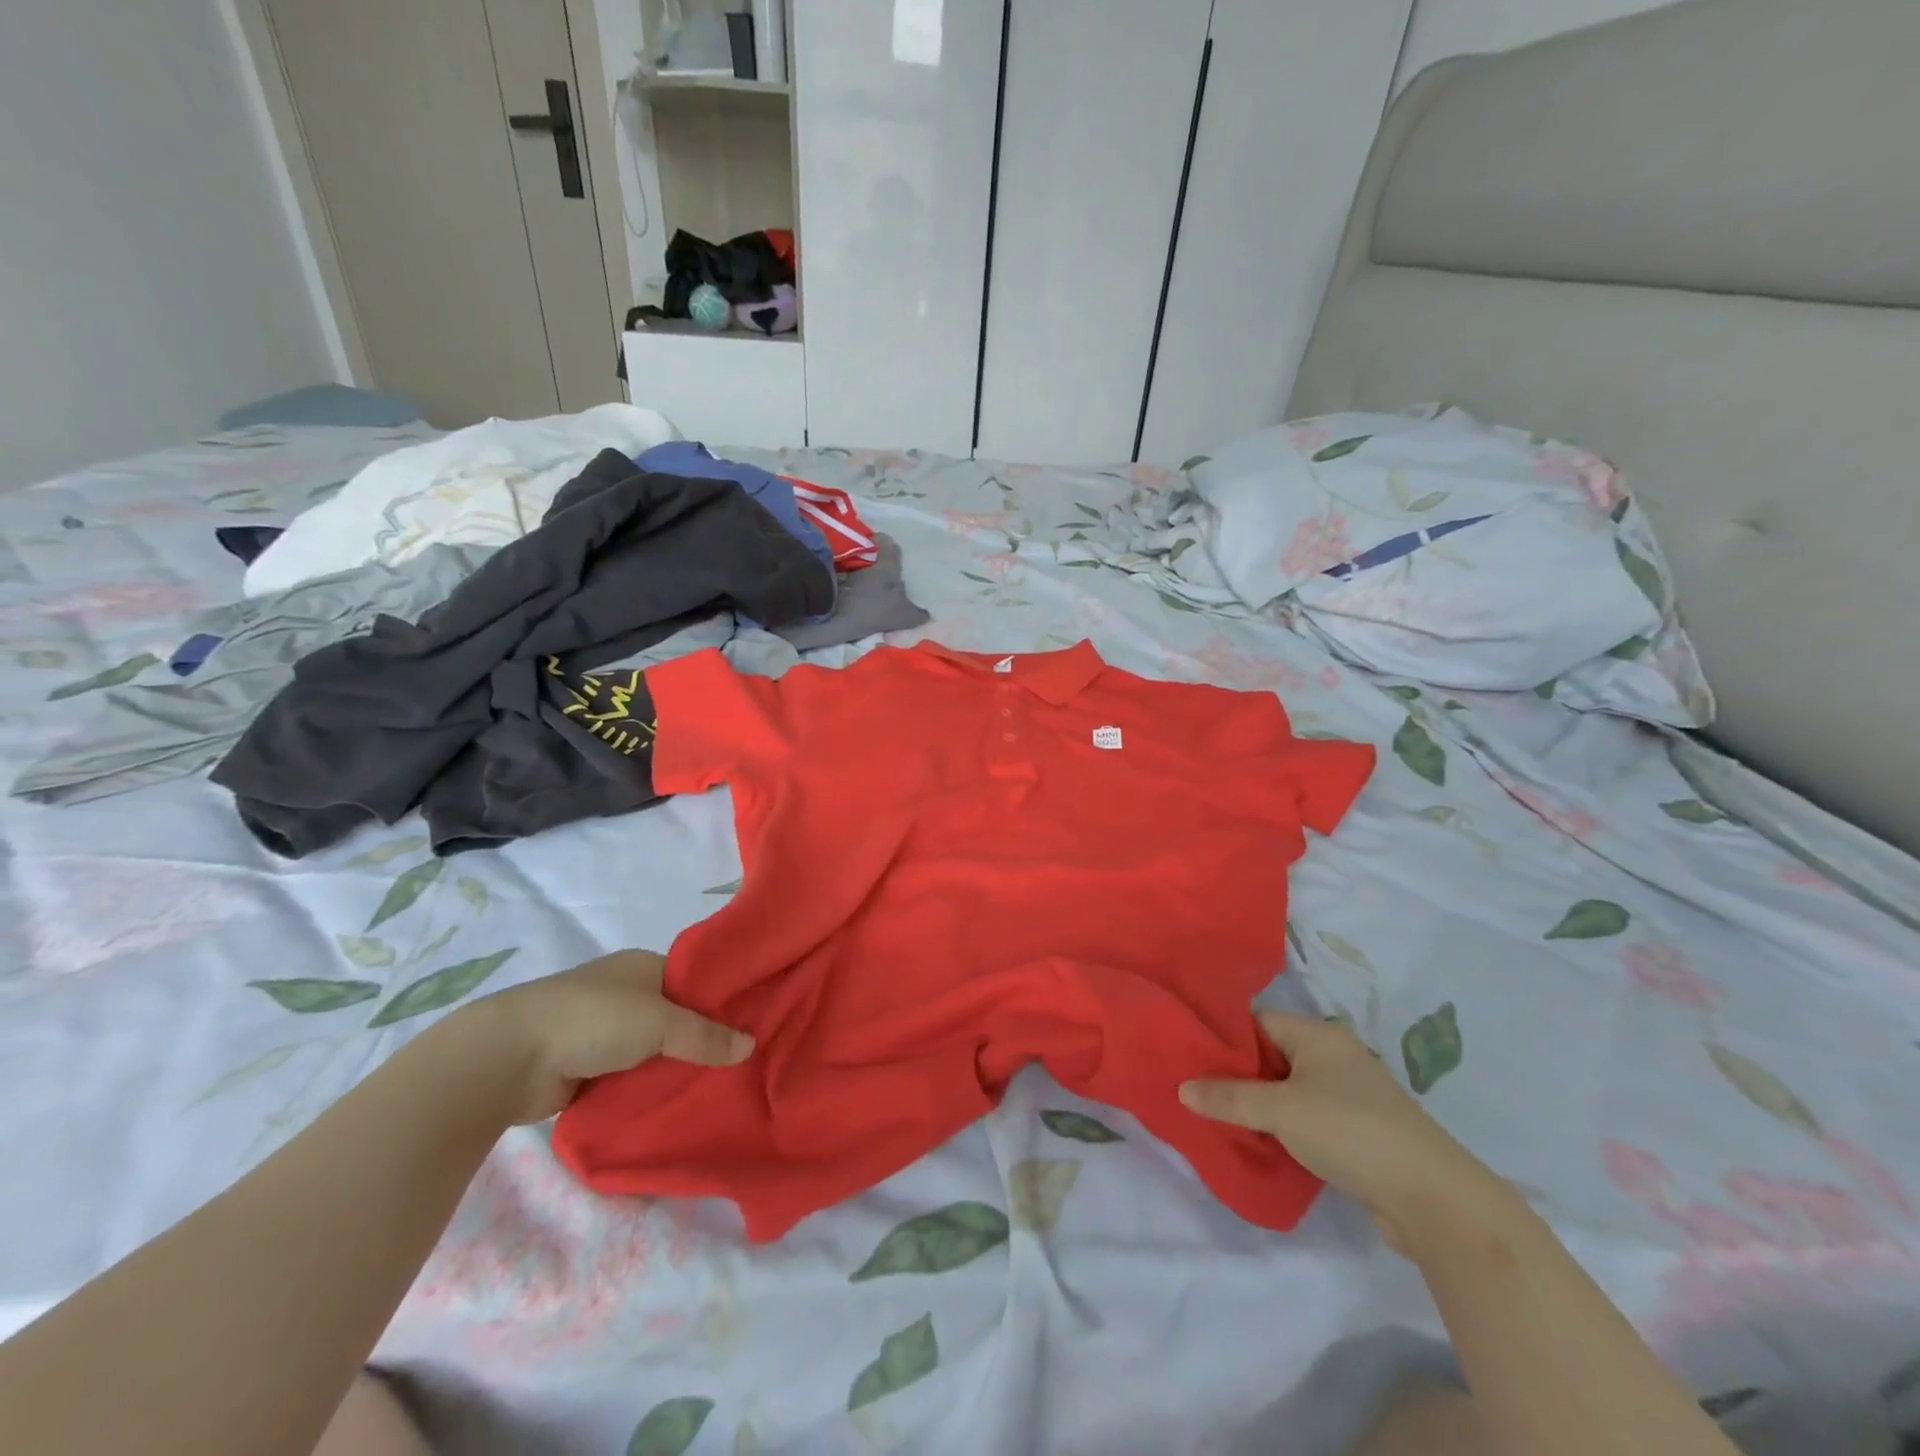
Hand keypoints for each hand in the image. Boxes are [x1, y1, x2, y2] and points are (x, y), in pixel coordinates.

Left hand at [449, 949, 752, 1124]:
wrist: (508, 1057)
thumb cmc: (593, 1019)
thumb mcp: (660, 1022)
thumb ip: (705, 1036)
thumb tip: (751, 1045)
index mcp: (643, 967)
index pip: (695, 982)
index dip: (721, 1003)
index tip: (751, 1028)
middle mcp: (625, 993)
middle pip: (675, 1019)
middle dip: (699, 1042)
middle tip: (738, 1067)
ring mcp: (602, 1031)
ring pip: (652, 1051)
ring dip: (670, 1069)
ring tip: (712, 1091)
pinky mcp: (584, 1067)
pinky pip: (628, 1077)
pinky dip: (643, 1089)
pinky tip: (670, 1105)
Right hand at [1180, 1010, 1513, 1256]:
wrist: (1434, 1198)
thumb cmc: (1350, 1132)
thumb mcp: (1279, 1111)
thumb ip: (1229, 1097)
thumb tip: (1182, 1088)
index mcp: (1318, 1035)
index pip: (1258, 1021)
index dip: (1226, 1037)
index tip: (1193, 1059)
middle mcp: (1336, 1056)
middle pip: (1273, 1055)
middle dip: (1239, 1075)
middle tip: (1201, 1093)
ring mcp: (1352, 1094)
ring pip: (1291, 1089)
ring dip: (1263, 1105)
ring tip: (1225, 1120)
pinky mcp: (1362, 1131)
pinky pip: (1311, 1117)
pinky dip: (1288, 1127)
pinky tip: (1266, 1145)